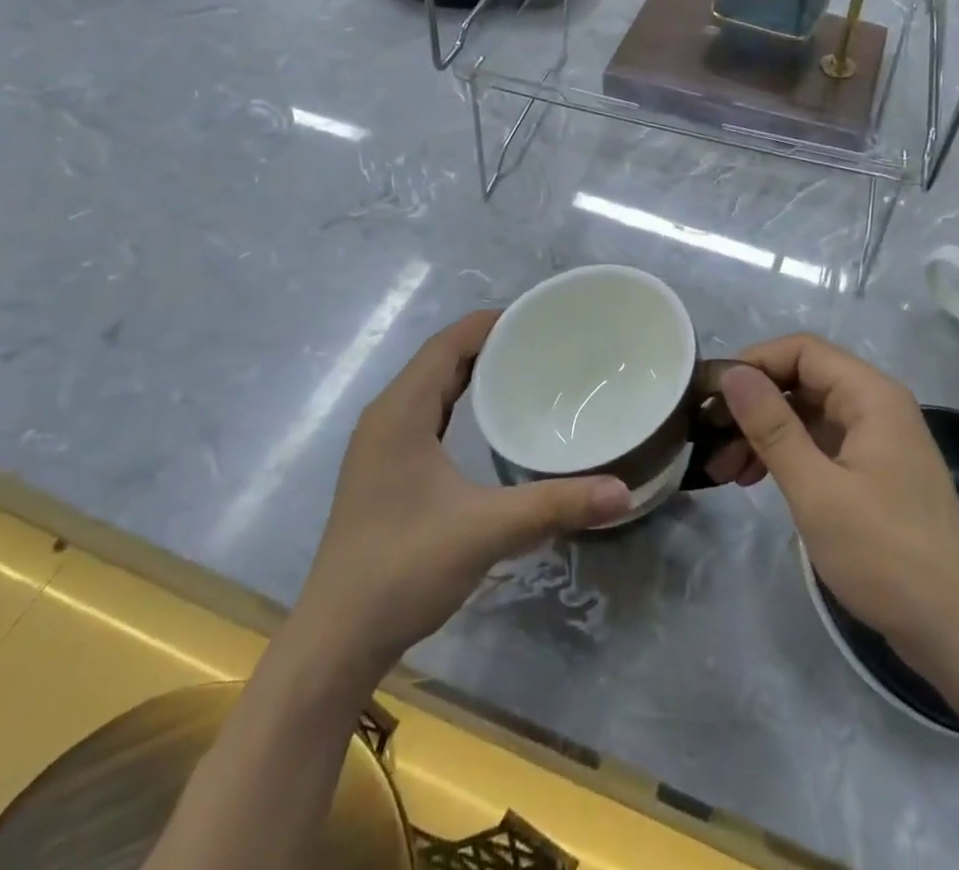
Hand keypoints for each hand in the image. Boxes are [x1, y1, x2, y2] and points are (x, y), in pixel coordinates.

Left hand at [296, 311, 632, 671]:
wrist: (336, 641)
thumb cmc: (404, 569)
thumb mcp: (486, 530)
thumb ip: (555, 505)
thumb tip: (622, 491)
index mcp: (400, 411)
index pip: (448, 343)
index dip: (490, 323)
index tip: (540, 317)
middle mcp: (385, 417)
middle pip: (440, 360)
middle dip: (488, 345)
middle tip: (545, 344)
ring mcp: (380, 446)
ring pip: (431, 388)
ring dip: (472, 374)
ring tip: (525, 372)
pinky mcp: (383, 472)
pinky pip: (425, 415)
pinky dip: (458, 404)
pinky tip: (488, 423)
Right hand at [722, 335, 958, 660]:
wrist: (955, 632)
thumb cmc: (884, 555)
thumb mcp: (816, 490)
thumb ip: (772, 427)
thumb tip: (732, 374)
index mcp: (871, 396)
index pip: (801, 350)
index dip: (753, 363)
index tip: (711, 394)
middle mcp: (876, 405)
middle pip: (801, 380)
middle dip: (752, 405)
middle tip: (709, 438)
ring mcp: (877, 439)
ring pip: (806, 413)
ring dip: (763, 434)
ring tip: (723, 470)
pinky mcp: (874, 471)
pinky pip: (820, 443)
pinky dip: (785, 454)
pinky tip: (755, 479)